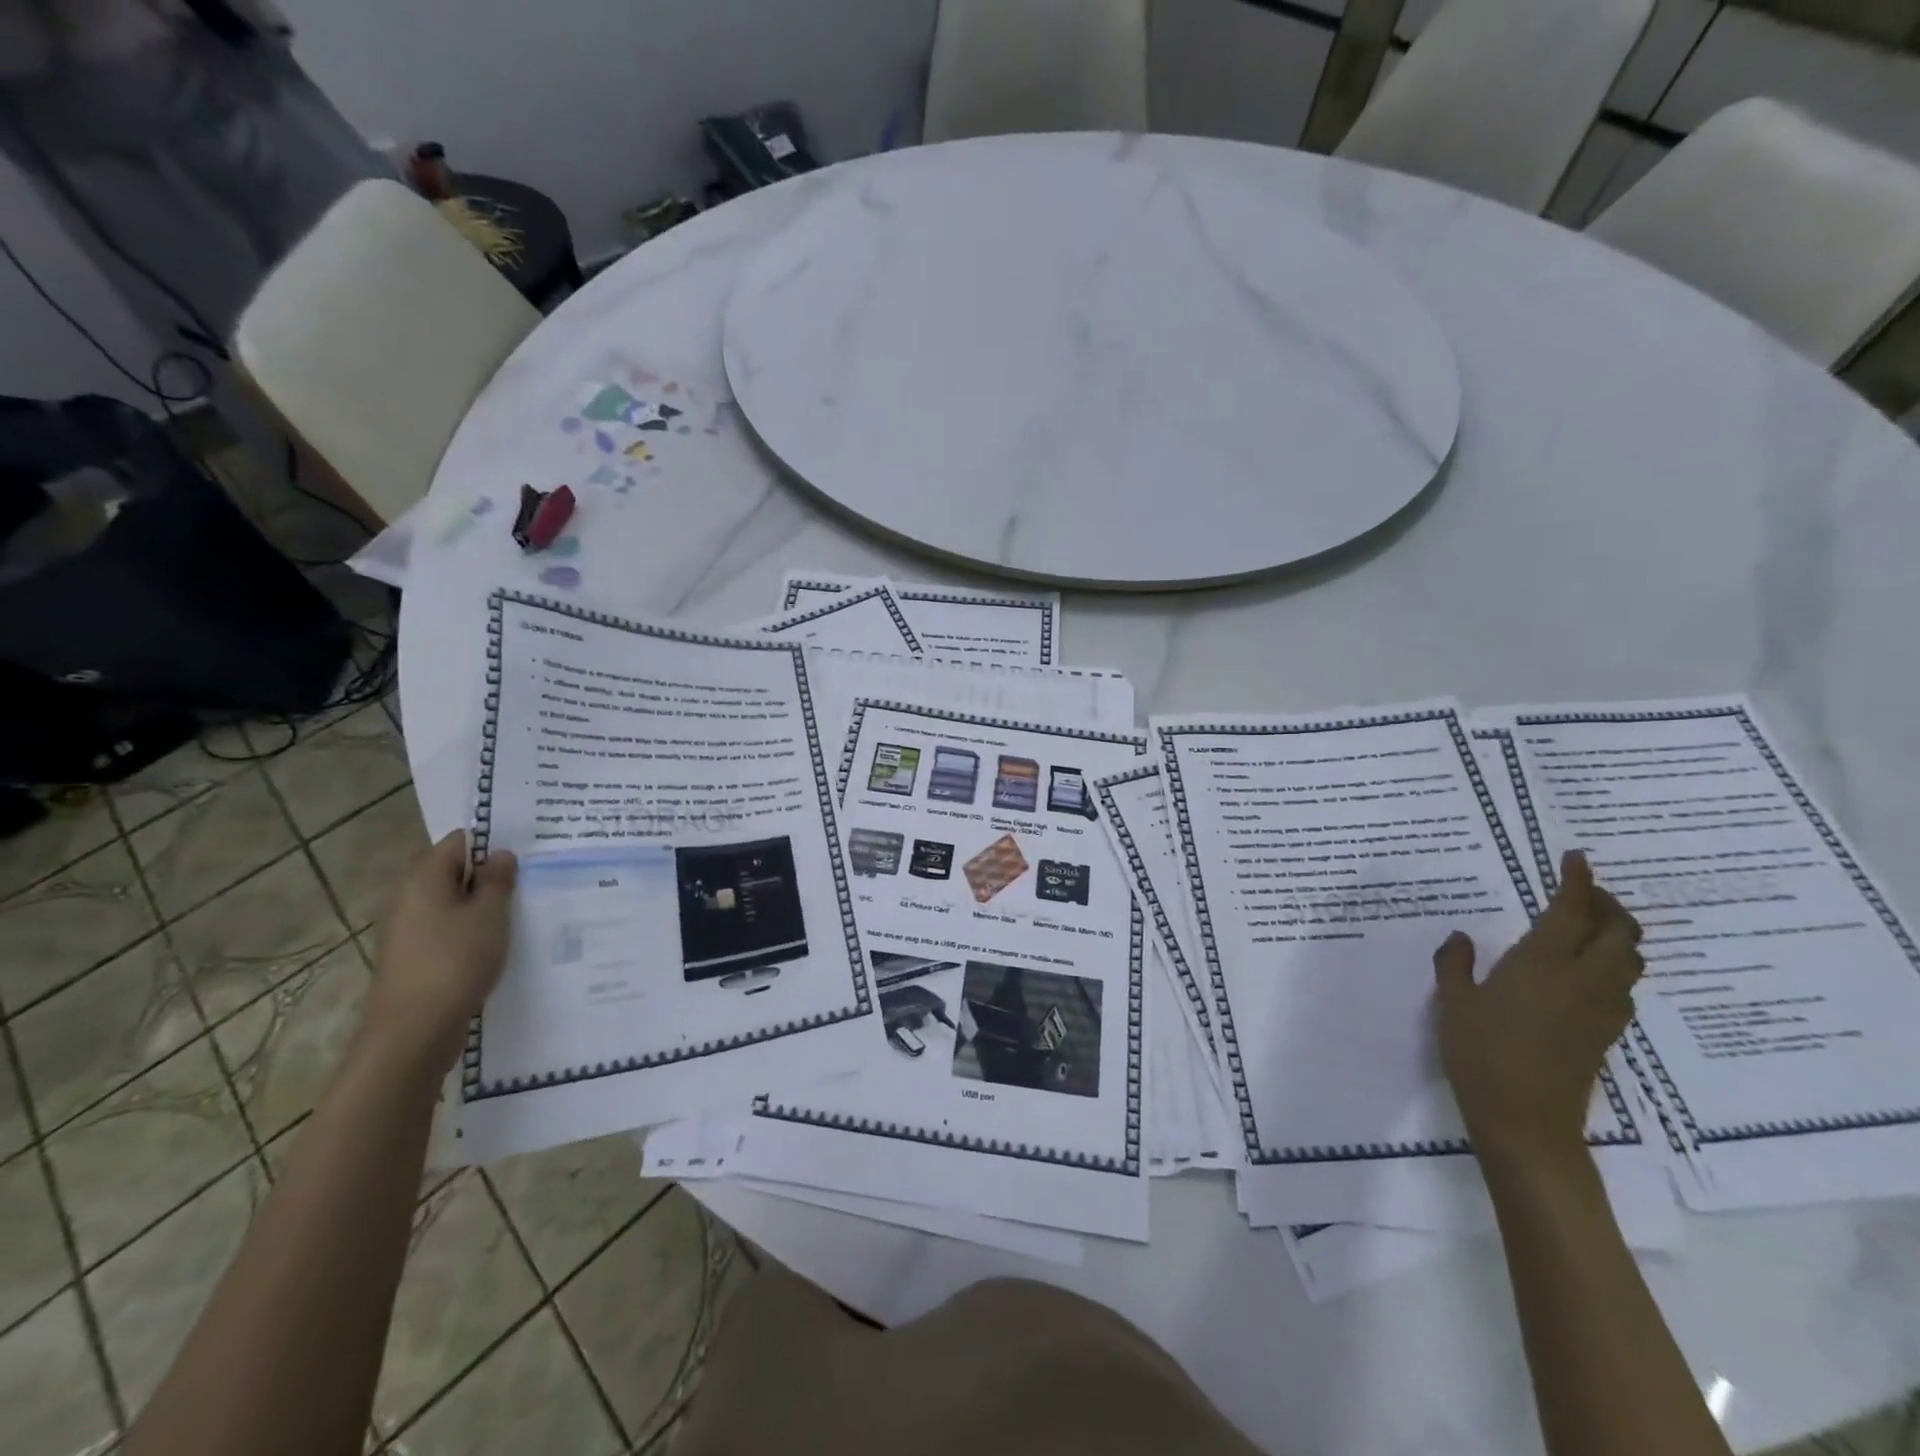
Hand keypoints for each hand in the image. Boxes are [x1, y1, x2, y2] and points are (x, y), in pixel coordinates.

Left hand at [362, 832, 517, 1075]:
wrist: (413, 1032)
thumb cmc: (455, 961)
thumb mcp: (490, 915)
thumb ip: (498, 880)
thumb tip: (500, 855)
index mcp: (424, 879)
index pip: (458, 842)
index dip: (491, 841)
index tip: (526, 850)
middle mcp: (409, 899)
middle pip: (454, 873)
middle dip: (490, 875)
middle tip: (532, 879)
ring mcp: (409, 931)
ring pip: (453, 904)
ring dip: (483, 906)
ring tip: (522, 911)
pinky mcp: (415, 959)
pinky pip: (448, 931)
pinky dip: (472, 931)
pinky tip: (500, 944)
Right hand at [1432, 851, 1643, 1166]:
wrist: (1525, 1119)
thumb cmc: (1480, 1052)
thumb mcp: (1453, 1001)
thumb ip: (1455, 963)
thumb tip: (1461, 938)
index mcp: (1544, 962)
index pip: (1572, 910)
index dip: (1578, 880)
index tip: (1576, 857)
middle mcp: (1584, 978)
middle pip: (1620, 931)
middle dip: (1607, 904)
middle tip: (1582, 891)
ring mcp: (1602, 1008)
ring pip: (1629, 959)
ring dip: (1617, 934)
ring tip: (1588, 926)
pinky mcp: (1607, 1033)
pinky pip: (1623, 986)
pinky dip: (1613, 965)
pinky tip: (1586, 972)